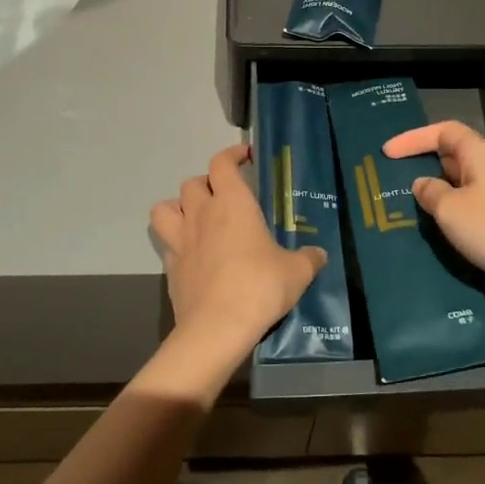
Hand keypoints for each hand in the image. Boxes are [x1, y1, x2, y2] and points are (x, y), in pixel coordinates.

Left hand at [149, 145, 326, 365]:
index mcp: (232, 203)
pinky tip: (192, 253)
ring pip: (165, 207)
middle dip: (207, 184)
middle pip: (192, 182)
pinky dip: (175, 241)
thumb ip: (308, 259)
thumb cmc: (259, 287)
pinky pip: (166, 242)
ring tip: (197, 219)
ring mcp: (180, 239)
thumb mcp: (296, 272)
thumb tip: (319, 255)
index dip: (232, 155)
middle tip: (225, 197)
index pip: (222, 163)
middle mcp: (201, 214)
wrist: (217, 328)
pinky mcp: (169, 266)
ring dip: (179, 207)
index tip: (245, 158)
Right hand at [383, 121, 484, 306]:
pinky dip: (453, 214)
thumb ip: (431, 193)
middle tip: (394, 179)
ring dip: (438, 193)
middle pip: (453, 155)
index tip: (386, 152)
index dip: (413, 138)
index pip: (443, 131)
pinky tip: (439, 231)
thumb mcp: (451, 210)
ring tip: (410, 207)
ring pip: (462, 185)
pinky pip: (472, 208)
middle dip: (424, 164)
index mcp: (480, 153)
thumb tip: (423, 184)